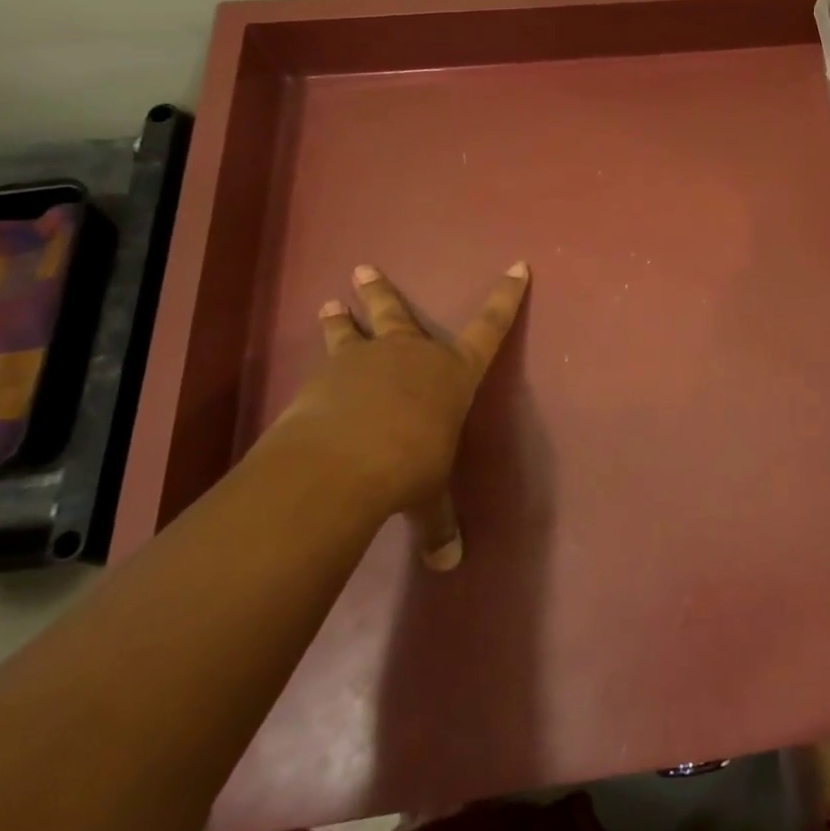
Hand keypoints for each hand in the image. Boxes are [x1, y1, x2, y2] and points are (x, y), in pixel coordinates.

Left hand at [261, 261, 529, 569]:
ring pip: (353, 330)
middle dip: (382, 292)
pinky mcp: (327, 376)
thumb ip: (438, 523)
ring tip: (329, 304)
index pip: (491, 327)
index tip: (517, 266)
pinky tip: (311, 374)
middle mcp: (412, 355)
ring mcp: (366, 360)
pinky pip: (326, 362)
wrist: (343, 462)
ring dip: (341, 317)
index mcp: (453, 373)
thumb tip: (448, 564)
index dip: (506, 296)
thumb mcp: (429, 495)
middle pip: (400, 315)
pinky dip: (322, 363)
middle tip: (362, 269)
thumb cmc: (409, 467)